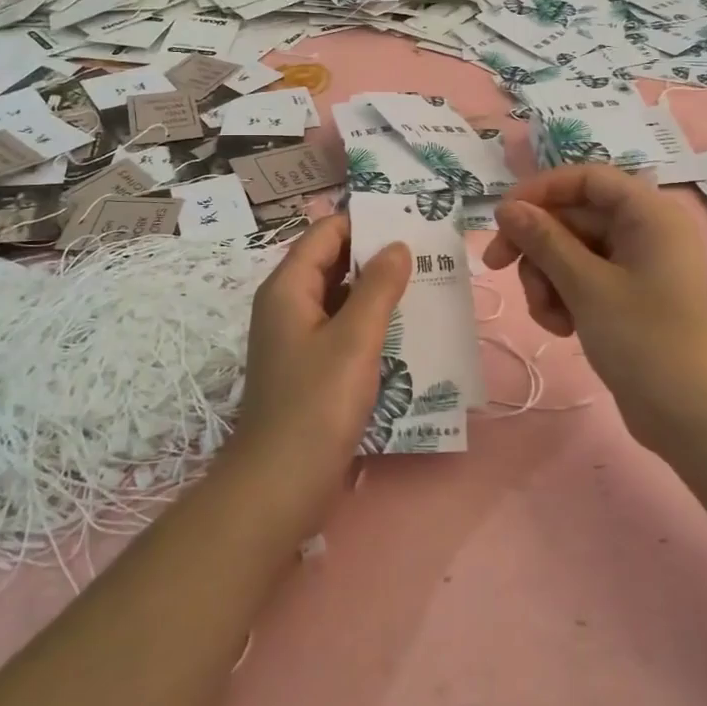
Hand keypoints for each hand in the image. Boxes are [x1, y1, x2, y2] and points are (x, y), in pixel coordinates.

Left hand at [236, 214, 410, 488]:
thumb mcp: (354, 340)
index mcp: (288, 288)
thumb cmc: (316, 405)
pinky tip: (405, 328)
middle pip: (332, 262)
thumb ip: (378, 287)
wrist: (280, 485)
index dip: (364, 222)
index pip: (326, 233)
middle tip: (426, 251)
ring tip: (424, 283)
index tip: (408, 221)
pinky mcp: (309, 367)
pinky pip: (341, 328)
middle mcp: (287, 305)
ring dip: (376, 290)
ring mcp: (297, 338)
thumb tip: (397, 245)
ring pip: (339, 297)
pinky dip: (369, 322)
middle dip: (375, 255)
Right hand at [484, 165, 706, 448]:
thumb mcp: (586, 286)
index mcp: (648, 214)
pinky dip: (564, 297)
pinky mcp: (628, 296)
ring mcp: (636, 265)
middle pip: (574, 217)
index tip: (502, 216)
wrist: (690, 418)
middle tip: (495, 267)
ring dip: (547, 279)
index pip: (587, 179)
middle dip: (537, 246)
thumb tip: (507, 208)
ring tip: (549, 317)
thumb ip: (544, 240)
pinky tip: (562, 328)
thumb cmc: (644, 340)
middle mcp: (645, 231)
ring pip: (571, 251)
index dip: (541, 190)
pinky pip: (582, 279)